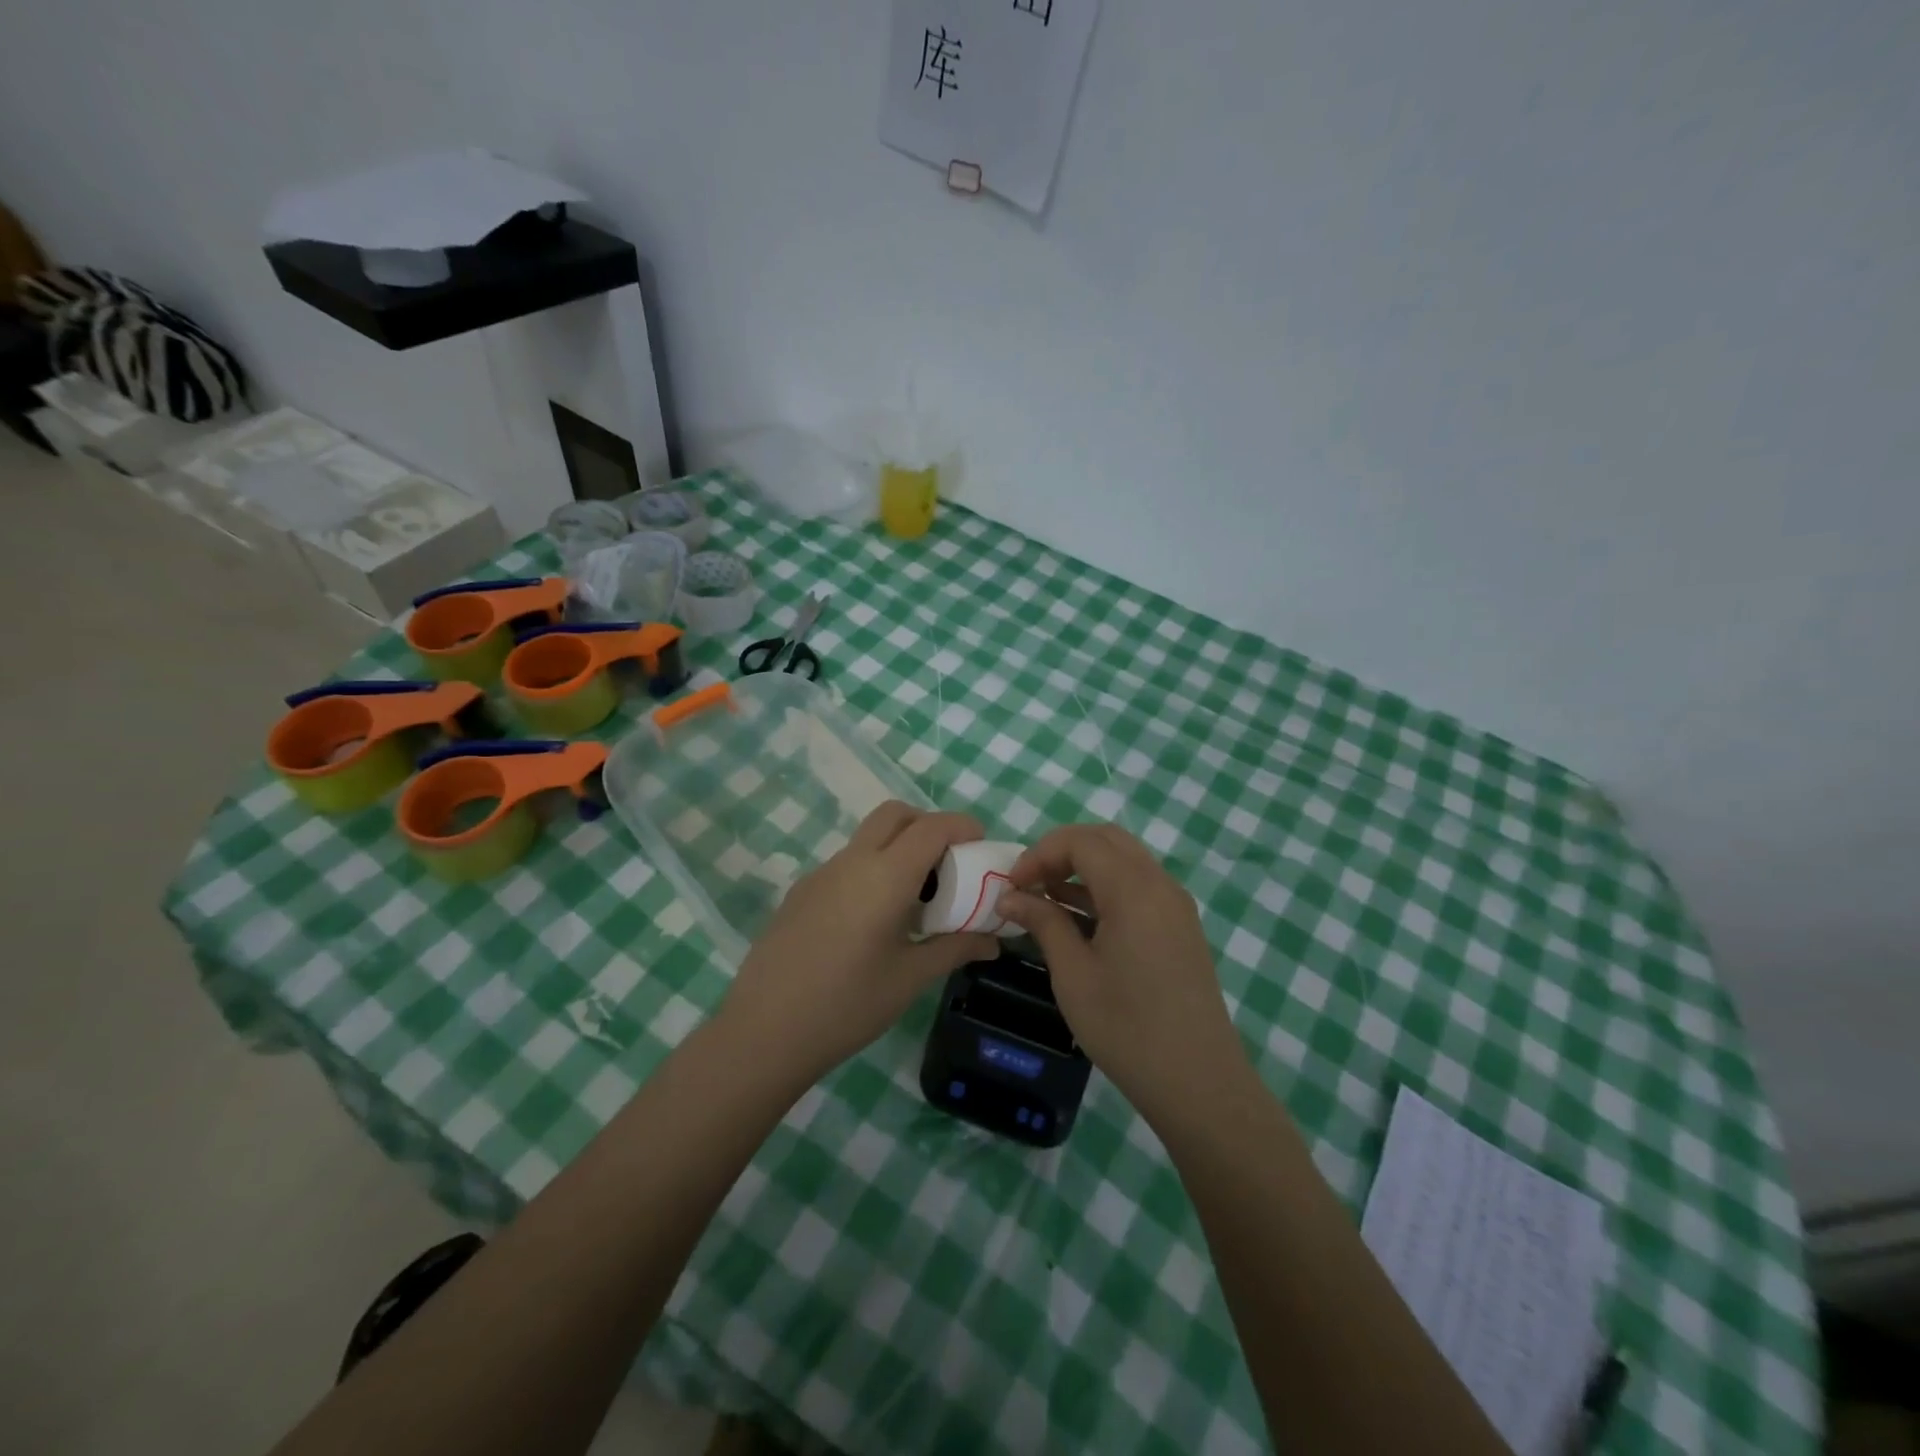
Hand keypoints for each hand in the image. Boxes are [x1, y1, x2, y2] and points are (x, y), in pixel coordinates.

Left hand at [720, 802, 998, 1089]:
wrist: (764, 1032)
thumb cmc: (848, 1005)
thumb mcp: (911, 978)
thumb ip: (956, 949)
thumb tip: (993, 940)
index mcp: (885, 875)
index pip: (932, 827)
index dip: (962, 826)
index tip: (982, 845)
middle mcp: (852, 861)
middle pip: (895, 815)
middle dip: (928, 825)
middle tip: (948, 864)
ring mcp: (821, 874)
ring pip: (868, 838)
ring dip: (898, 848)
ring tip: (915, 899)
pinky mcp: (801, 892)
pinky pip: (846, 864)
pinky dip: (872, 870)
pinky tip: (872, 921)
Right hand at [999, 824, 1245, 1125]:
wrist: (1198, 1081)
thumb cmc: (1126, 1028)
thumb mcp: (1073, 973)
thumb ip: (1043, 922)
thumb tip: (1010, 896)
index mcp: (1134, 889)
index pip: (1081, 841)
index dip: (1040, 853)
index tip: (1012, 885)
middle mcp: (1160, 884)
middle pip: (1106, 839)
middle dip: (1062, 851)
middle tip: (1030, 883)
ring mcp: (1175, 905)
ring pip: (1124, 860)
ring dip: (1083, 868)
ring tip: (1046, 899)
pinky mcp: (1180, 926)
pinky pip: (1139, 886)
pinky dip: (1105, 887)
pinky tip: (1079, 919)